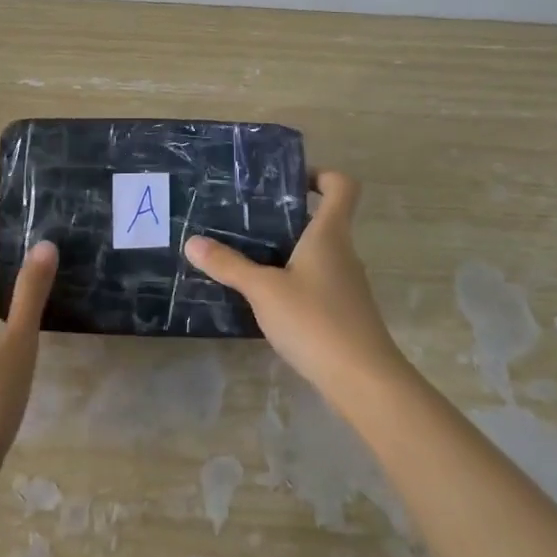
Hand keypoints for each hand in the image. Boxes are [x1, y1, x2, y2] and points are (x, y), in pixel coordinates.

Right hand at [184, 171, 408, 407]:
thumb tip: (192, 241)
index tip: (287, 182)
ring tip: (246, 257)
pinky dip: (292, 281)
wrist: (364, 381)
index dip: (319, 175)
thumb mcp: (263, 290)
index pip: (341, 186)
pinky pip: (316, 282)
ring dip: (286, 251)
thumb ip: (229, 265)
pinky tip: (265, 299)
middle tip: (245, 220)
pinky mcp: (343, 313)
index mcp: (329, 235)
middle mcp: (343, 253)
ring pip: (316, 254)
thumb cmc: (315, 321)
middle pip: (322, 220)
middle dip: (286, 216)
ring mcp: (346, 285)